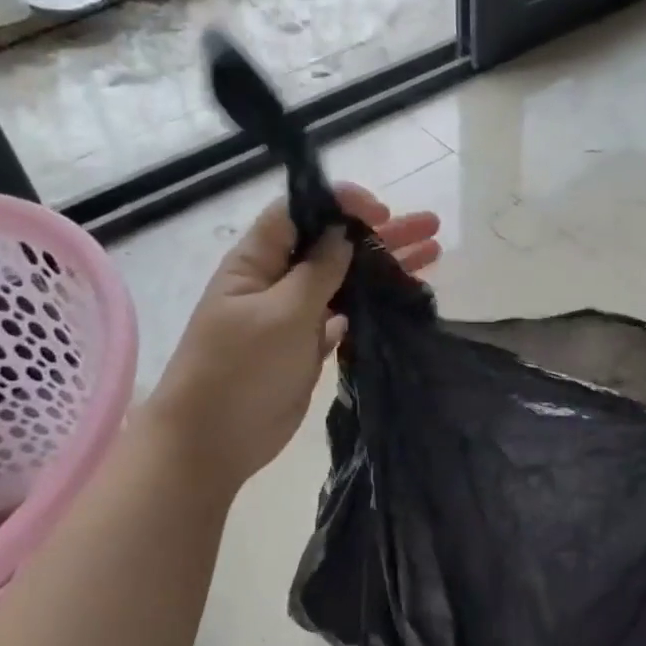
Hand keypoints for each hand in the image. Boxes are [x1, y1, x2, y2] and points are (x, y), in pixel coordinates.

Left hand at [146, 184, 439, 492]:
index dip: (340, 204)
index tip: (382, 211)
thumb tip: (343, 234)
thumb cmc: (240, 369)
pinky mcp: (308, 346)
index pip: (299, 212)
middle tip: (430, 226)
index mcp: (257, 261)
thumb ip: (317, 271)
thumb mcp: (282, 313)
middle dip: (380, 232)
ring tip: (433, 253)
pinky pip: (346, 314)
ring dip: (385, 265)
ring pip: (345, 279)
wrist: (212, 441)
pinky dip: (373, 303)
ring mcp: (294, 315)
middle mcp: (277, 280)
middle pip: (332, 244)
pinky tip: (406, 296)